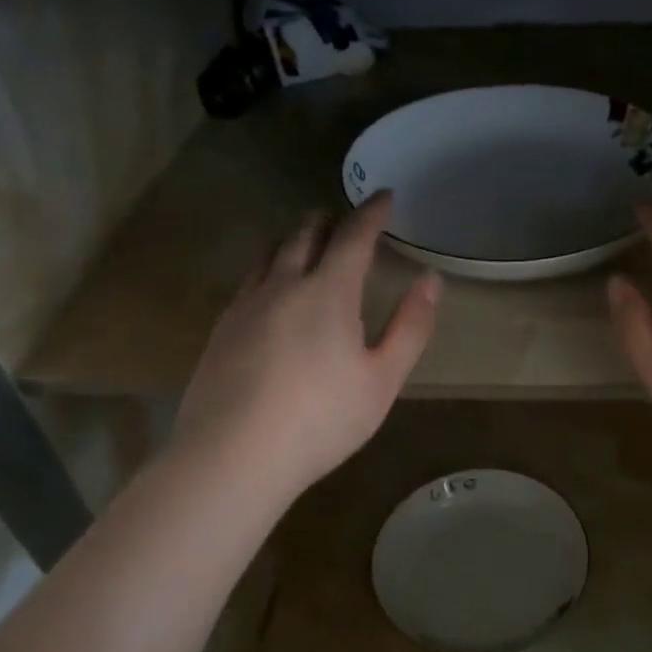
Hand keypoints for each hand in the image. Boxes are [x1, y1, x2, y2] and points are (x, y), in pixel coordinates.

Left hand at [173, 192, 438, 497]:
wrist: (233, 455)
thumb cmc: (322, 419)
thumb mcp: (383, 379)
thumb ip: (410, 326)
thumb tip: (430, 279)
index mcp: (328, 291)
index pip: (353, 236)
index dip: (371, 213)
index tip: (384, 196)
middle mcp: (283, 285)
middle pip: (304, 236)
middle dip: (327, 220)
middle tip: (342, 217)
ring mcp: (245, 305)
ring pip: (270, 254)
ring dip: (292, 240)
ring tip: (305, 242)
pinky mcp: (221, 330)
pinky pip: (249, 281)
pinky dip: (268, 269)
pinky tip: (270, 290)